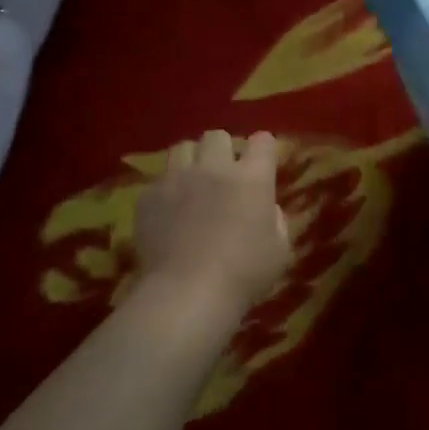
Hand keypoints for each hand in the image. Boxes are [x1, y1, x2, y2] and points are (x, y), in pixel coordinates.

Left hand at [135, 130, 291, 309]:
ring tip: (193, 182)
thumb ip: (276, 220)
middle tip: (224, 173)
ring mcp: (177, 179)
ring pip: (182, 148)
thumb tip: (268, 208)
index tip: (262, 162)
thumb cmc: (243, 275)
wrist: (187, 293)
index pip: (262, 142)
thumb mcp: (279, 251)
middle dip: (223, 149)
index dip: (263, 148)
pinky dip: (167, 190)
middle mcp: (214, 168)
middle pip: (217, 136)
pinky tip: (169, 211)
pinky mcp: (148, 196)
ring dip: (191, 161)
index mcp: (252, 178)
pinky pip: (158, 180)